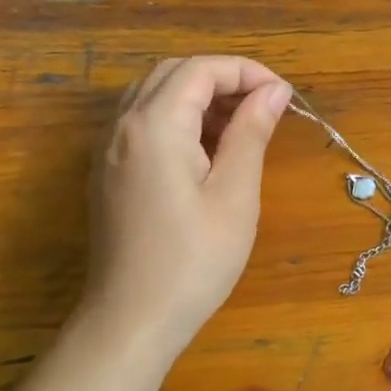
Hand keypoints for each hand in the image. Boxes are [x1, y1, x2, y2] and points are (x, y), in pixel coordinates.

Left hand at [79, 56, 292, 357]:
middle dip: (222, 78)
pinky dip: (177, 117)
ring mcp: (108, 149)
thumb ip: (251, 132)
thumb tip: (274, 91)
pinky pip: (141, 121)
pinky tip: (205, 150)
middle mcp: (122, 126)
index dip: (246, 72)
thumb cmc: (193, 260)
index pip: (201, 69)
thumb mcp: (235, 194)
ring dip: (199, 96)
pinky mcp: (107, 171)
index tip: (283, 96)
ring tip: (240, 125)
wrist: (131, 320)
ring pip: (153, 94)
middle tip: (264, 106)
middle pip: (173, 73)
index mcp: (154, 126)